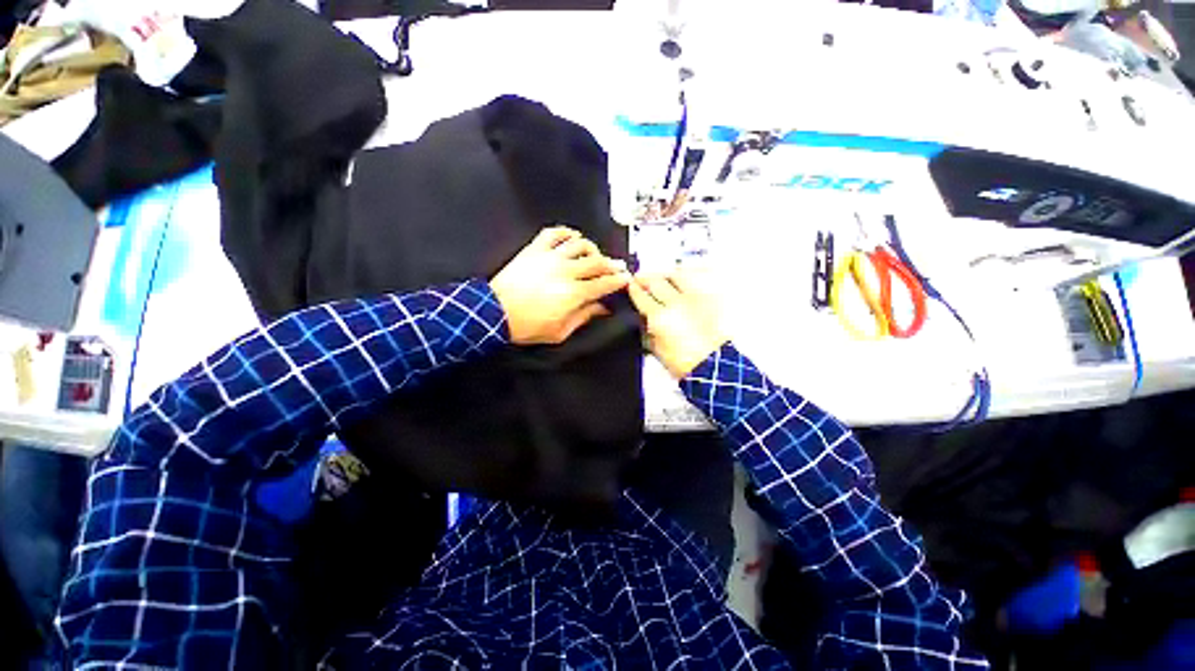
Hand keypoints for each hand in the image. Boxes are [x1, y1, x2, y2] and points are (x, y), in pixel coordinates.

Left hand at [491, 227, 630, 344]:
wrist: (495, 312)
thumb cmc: (527, 326)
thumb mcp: (560, 331)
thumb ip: (583, 317)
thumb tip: (601, 308)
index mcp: (573, 293)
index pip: (603, 283)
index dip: (618, 280)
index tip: (626, 278)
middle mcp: (565, 271)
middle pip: (596, 262)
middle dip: (612, 264)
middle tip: (618, 266)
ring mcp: (550, 257)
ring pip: (579, 244)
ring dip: (592, 248)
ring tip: (596, 254)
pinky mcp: (535, 250)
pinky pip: (554, 233)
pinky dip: (566, 232)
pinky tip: (573, 237)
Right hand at [628, 270, 727, 378]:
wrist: (714, 366)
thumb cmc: (687, 363)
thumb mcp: (657, 350)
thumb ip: (647, 332)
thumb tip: (643, 319)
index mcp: (660, 317)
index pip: (641, 296)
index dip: (633, 289)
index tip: (631, 285)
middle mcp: (676, 303)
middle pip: (656, 281)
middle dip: (646, 277)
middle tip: (641, 278)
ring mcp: (695, 298)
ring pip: (677, 275)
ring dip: (666, 274)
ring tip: (662, 277)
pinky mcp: (710, 298)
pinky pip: (698, 279)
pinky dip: (687, 276)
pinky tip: (683, 278)